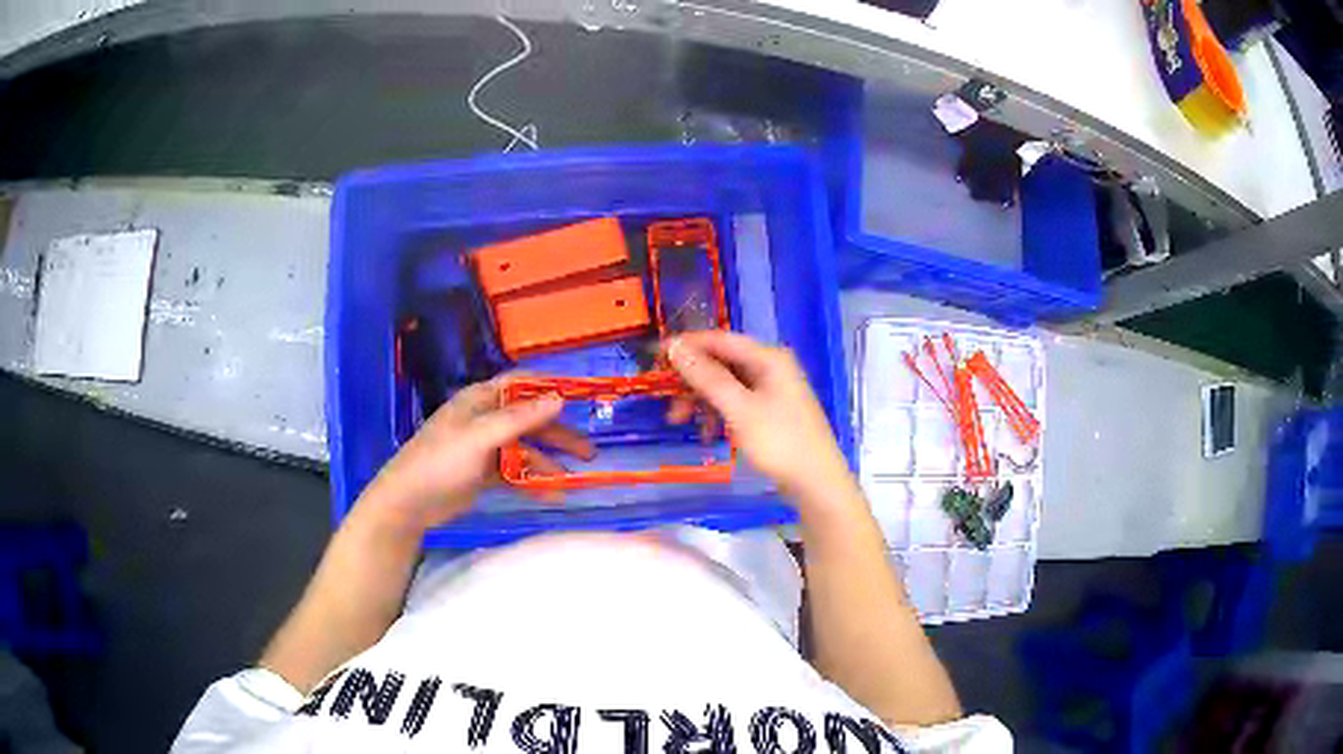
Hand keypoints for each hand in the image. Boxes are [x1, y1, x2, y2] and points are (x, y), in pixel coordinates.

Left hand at [358, 375, 594, 531]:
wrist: (409, 501)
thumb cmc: (440, 460)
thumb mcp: (480, 437)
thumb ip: (520, 419)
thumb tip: (559, 399)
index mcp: (480, 401)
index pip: (520, 384)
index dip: (549, 388)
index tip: (581, 398)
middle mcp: (485, 419)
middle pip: (529, 421)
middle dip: (559, 435)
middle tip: (589, 452)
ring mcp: (484, 448)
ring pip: (525, 449)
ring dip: (549, 461)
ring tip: (575, 478)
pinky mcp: (483, 474)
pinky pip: (515, 472)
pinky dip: (533, 481)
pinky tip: (553, 494)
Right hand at [665, 331, 853, 503]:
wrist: (816, 482)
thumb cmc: (780, 442)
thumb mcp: (739, 409)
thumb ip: (707, 377)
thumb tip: (676, 347)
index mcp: (768, 358)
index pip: (720, 340)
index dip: (687, 345)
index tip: (655, 357)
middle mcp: (771, 367)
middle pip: (722, 362)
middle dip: (692, 380)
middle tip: (666, 399)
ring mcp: (772, 390)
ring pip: (726, 385)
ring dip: (701, 400)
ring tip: (679, 422)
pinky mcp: (771, 412)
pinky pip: (737, 403)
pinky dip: (718, 414)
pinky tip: (707, 435)